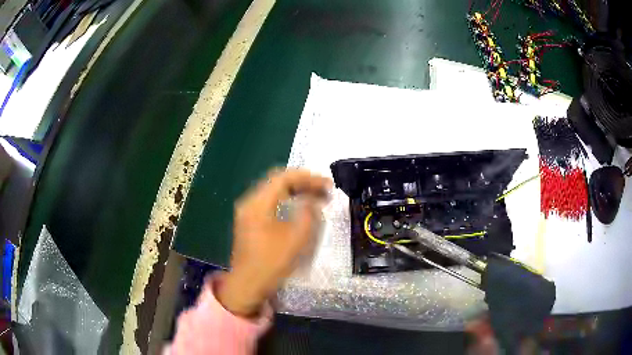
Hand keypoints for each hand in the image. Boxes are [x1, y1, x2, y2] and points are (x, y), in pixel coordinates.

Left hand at [217, 168, 331, 317]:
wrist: (247, 285)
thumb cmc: (272, 263)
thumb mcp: (296, 239)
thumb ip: (308, 214)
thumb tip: (313, 200)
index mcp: (258, 203)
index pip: (284, 177)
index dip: (308, 177)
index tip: (327, 184)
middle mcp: (250, 202)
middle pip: (278, 182)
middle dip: (303, 183)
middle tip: (325, 191)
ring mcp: (248, 212)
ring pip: (274, 192)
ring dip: (296, 192)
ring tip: (316, 198)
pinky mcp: (250, 222)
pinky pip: (271, 203)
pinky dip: (287, 202)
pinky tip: (299, 209)